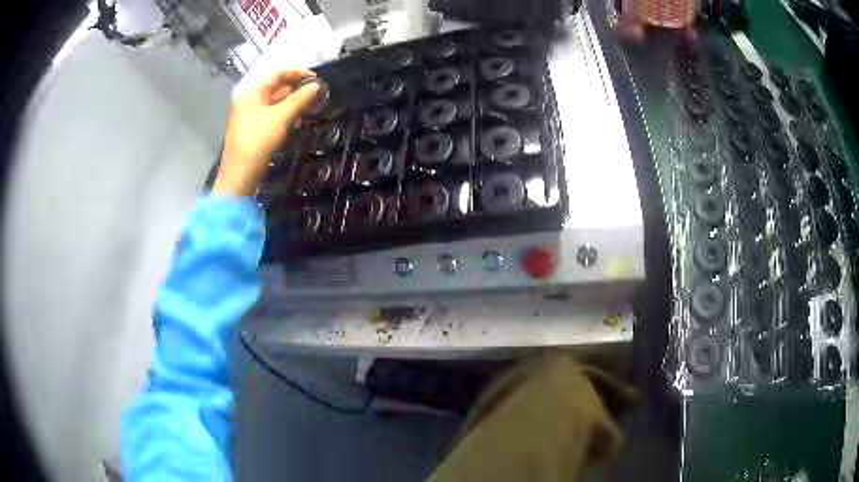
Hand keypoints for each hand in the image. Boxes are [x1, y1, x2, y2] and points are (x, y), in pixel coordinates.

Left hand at [213, 69, 321, 196]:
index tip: (318, 80)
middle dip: (297, 88)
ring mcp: (250, 115)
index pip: (278, 73)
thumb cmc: (258, 141)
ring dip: (293, 101)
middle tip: (317, 94)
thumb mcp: (281, 117)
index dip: (299, 73)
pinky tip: (298, 119)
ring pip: (275, 101)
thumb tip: (317, 85)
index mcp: (252, 91)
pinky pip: (272, 114)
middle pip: (276, 86)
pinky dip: (286, 113)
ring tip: (312, 105)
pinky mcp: (253, 129)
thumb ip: (300, 99)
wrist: (239, 176)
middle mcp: (249, 99)